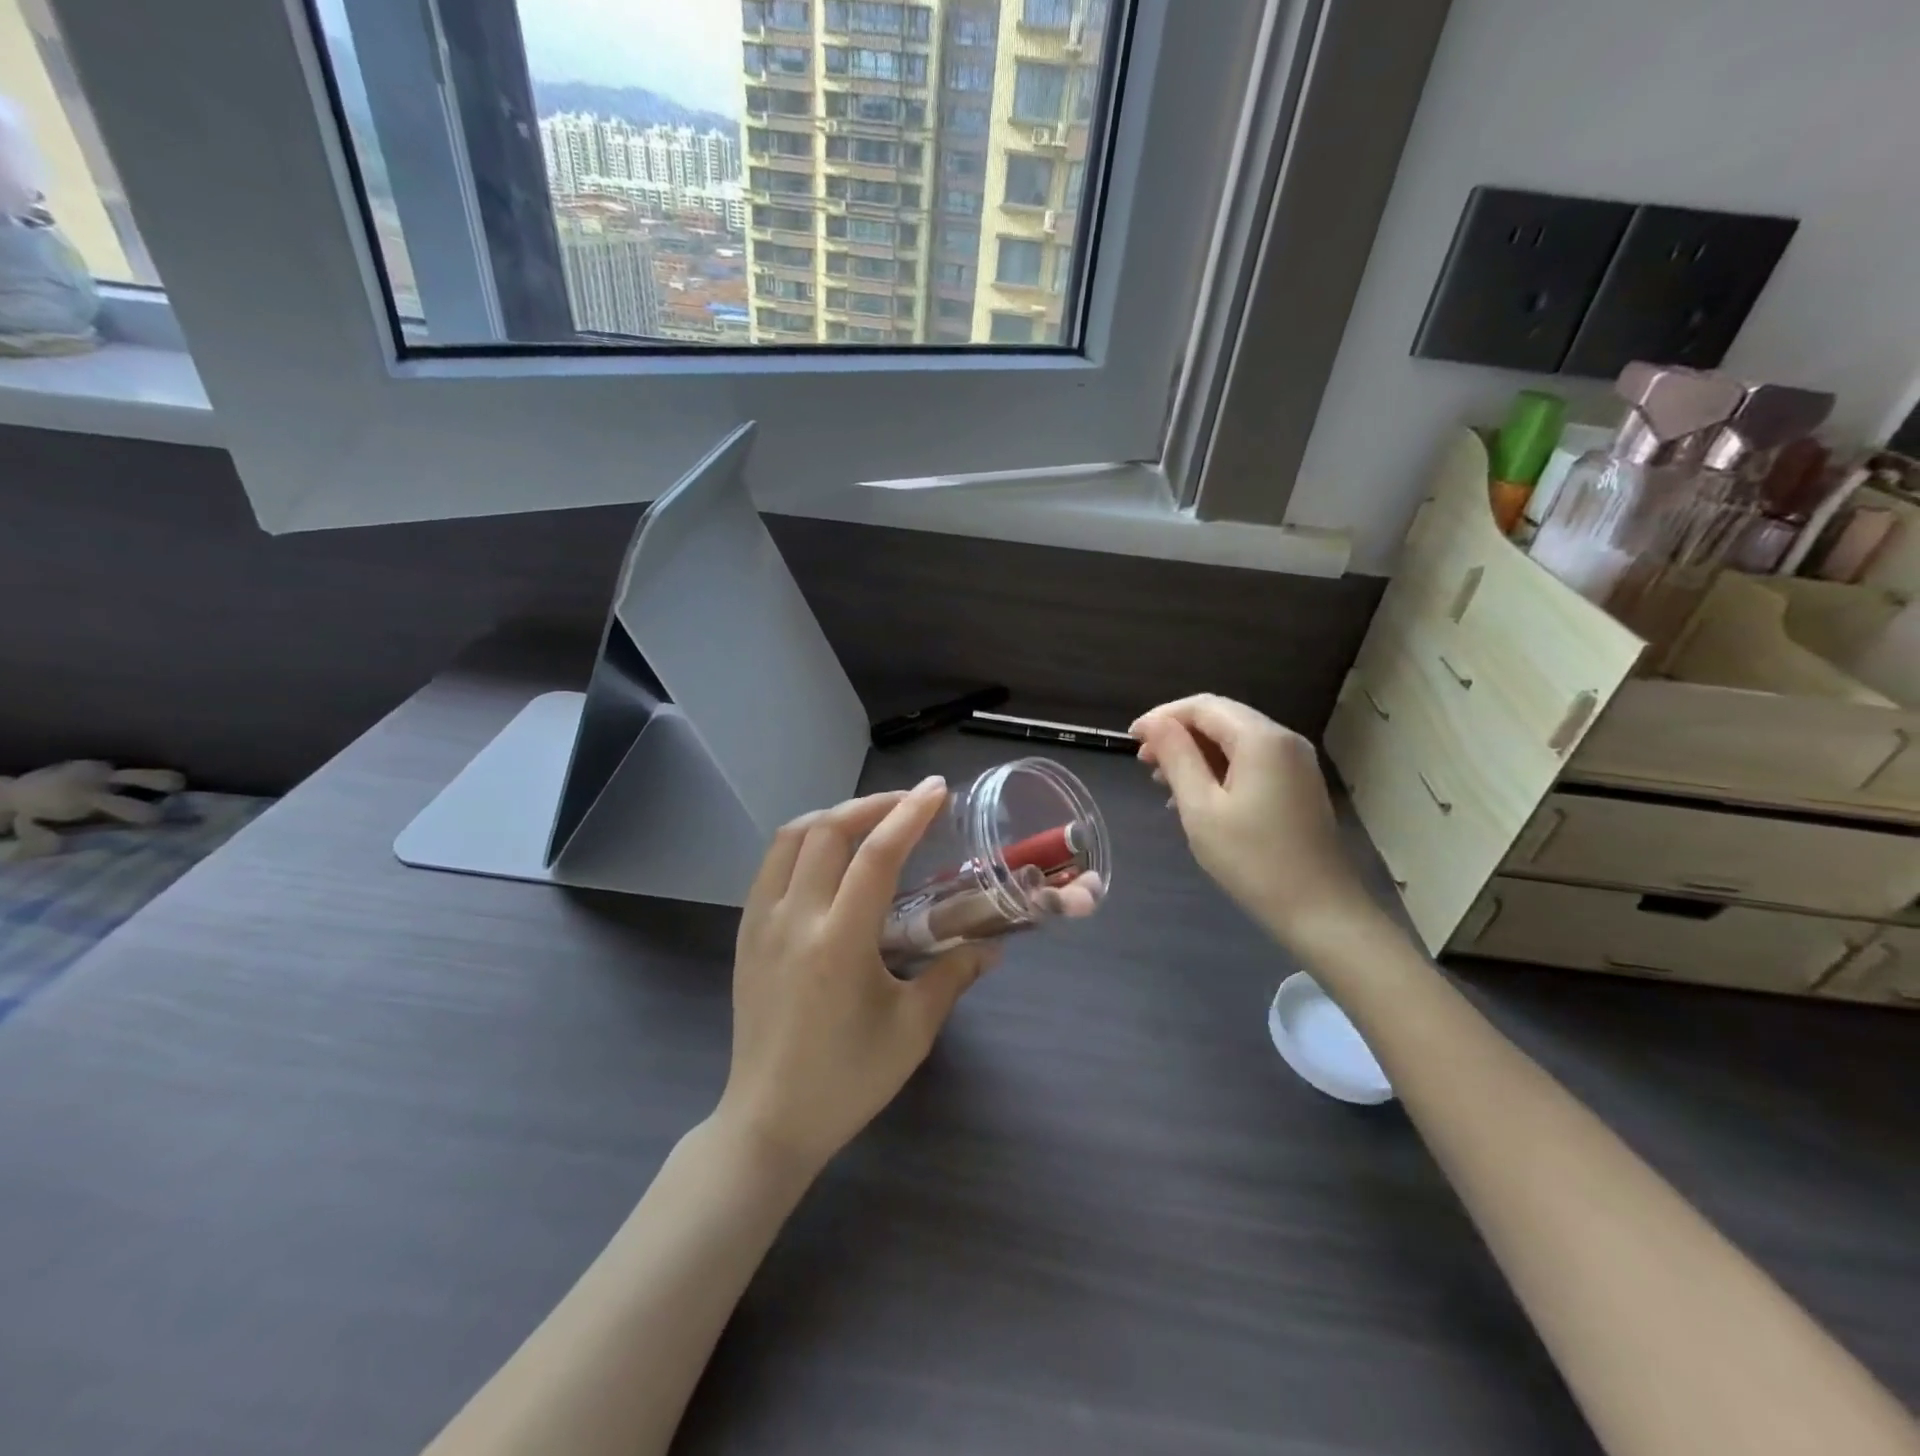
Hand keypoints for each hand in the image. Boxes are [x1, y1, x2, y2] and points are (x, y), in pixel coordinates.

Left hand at [717, 779, 996, 1176]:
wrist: (770, 1120)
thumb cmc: (849, 1079)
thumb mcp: (913, 1029)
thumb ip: (953, 975)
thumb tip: (991, 946)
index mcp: (839, 942)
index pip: (876, 856)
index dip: (910, 814)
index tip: (937, 790)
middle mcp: (794, 919)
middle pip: (828, 830)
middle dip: (872, 804)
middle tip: (909, 802)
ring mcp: (761, 923)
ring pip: (791, 838)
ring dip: (834, 815)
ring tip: (870, 819)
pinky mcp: (745, 933)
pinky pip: (772, 864)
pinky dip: (804, 841)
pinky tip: (829, 856)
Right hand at [1132, 695, 1375, 951]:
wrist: (1320, 910)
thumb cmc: (1252, 860)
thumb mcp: (1201, 808)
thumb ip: (1177, 758)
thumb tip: (1154, 723)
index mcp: (1260, 739)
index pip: (1202, 707)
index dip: (1162, 717)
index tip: (1130, 739)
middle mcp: (1283, 739)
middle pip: (1220, 718)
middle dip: (1177, 733)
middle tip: (1142, 761)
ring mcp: (1295, 761)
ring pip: (1234, 739)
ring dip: (1195, 752)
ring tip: (1161, 781)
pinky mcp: (1297, 784)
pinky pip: (1250, 760)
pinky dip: (1218, 768)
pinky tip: (1195, 796)